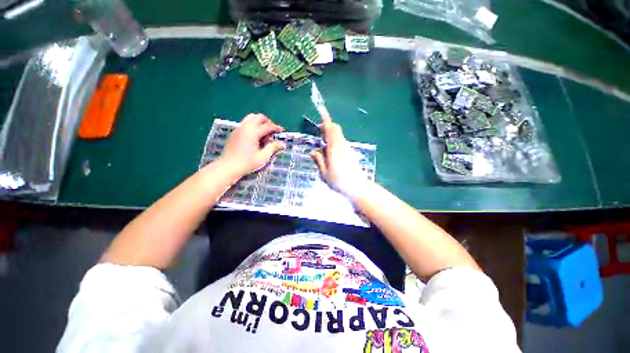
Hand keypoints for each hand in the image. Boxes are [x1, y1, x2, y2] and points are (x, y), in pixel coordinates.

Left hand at [218, 114, 285, 175]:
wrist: (228, 166)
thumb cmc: (247, 163)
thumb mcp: (263, 157)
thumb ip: (273, 147)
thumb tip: (283, 144)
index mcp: (253, 132)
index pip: (268, 126)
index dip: (276, 127)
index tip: (282, 131)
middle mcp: (246, 127)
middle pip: (259, 117)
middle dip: (268, 122)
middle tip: (273, 130)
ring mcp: (239, 128)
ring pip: (251, 117)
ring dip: (259, 121)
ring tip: (264, 131)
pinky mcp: (235, 132)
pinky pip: (245, 123)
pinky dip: (253, 124)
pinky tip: (255, 135)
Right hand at [310, 113, 370, 198]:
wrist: (358, 187)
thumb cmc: (339, 181)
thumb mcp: (324, 173)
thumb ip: (318, 160)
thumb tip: (312, 151)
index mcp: (334, 148)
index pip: (330, 129)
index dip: (326, 120)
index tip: (322, 112)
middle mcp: (342, 145)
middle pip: (336, 130)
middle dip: (327, 127)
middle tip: (319, 131)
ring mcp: (348, 149)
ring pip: (339, 137)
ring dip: (330, 137)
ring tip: (323, 150)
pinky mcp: (351, 153)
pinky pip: (341, 143)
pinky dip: (335, 143)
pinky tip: (331, 156)